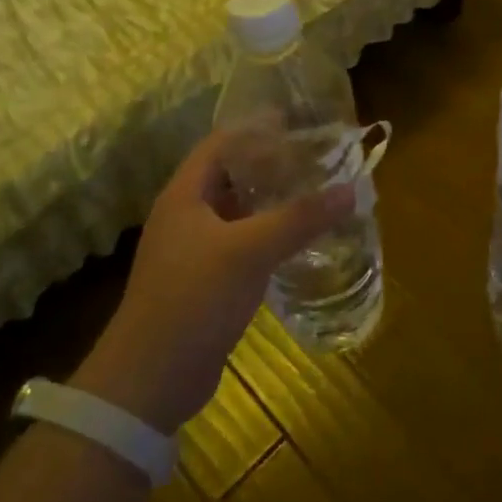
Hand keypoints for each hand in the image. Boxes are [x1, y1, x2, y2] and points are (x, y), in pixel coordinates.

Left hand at [71, 129, 355, 433]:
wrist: (151, 379)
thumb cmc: (193, 299)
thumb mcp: (249, 251)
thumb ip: (299, 218)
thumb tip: (350, 189)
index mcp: (185, 194)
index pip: (222, 143)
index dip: (257, 128)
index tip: (298, 121)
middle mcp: (186, 215)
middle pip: (232, 175)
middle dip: (271, 164)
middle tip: (316, 158)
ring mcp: (194, 250)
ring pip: (238, 212)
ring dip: (272, 201)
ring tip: (315, 193)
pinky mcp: (205, 282)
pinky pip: (241, 244)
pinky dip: (268, 236)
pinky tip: (298, 241)